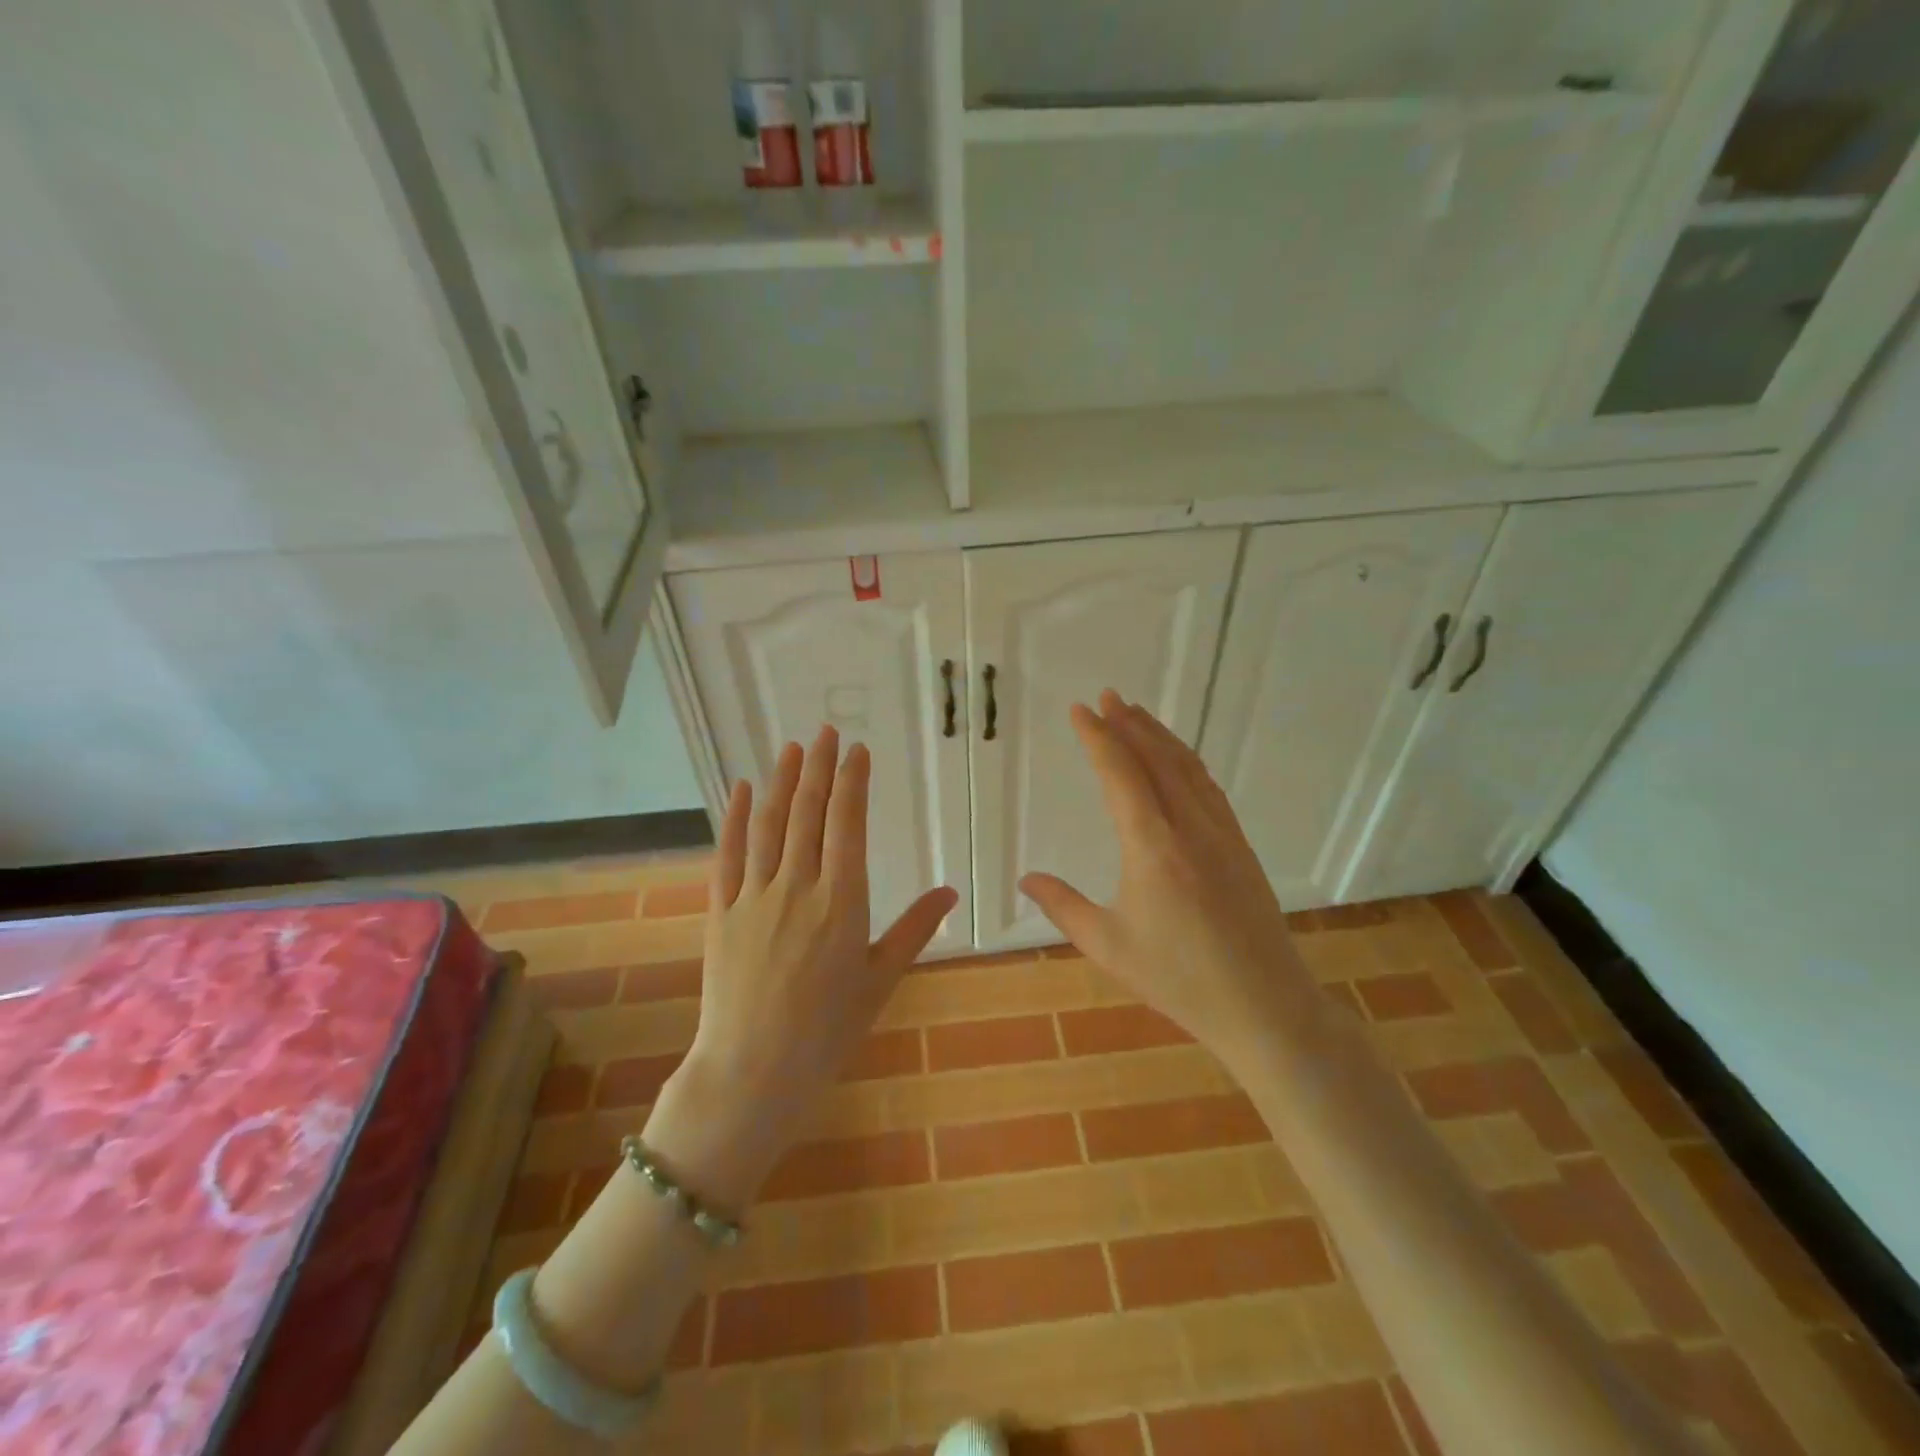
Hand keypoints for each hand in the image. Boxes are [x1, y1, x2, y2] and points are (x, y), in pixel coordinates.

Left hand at [647, 725, 956, 1206]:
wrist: (753, 1073)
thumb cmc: (827, 1031)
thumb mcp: (880, 980)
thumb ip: (914, 929)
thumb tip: (951, 891)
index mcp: (842, 901)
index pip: (847, 824)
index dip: (854, 782)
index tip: (858, 750)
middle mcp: (798, 886)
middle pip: (808, 812)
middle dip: (821, 768)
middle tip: (828, 732)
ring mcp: (754, 896)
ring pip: (770, 824)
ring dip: (783, 781)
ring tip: (794, 747)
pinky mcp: (721, 911)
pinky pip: (729, 854)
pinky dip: (736, 818)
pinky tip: (743, 790)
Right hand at [1020, 692, 1320, 1075]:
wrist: (1264, 1006)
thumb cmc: (1178, 979)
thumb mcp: (1108, 946)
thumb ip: (1063, 906)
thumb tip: (1026, 879)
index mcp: (1152, 846)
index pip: (1120, 774)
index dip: (1098, 737)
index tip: (1081, 710)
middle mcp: (1190, 827)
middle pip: (1157, 759)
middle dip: (1130, 724)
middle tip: (1108, 697)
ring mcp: (1222, 834)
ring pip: (1188, 768)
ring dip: (1160, 737)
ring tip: (1138, 715)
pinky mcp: (1240, 847)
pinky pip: (1209, 788)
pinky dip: (1187, 762)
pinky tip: (1180, 762)